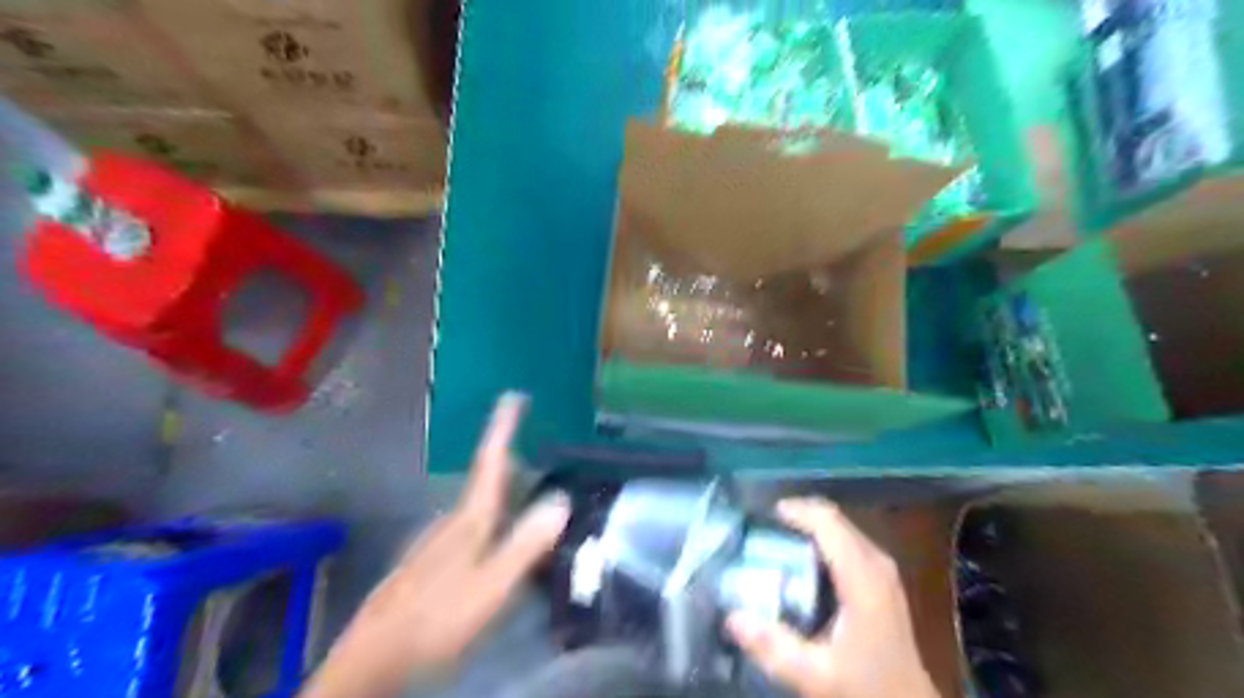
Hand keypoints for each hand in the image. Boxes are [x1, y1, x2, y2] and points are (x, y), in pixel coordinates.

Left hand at [303, 394, 570, 694]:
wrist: (375, 656)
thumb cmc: (437, 617)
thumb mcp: (492, 584)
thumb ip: (526, 543)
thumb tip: (562, 499)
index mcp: (471, 519)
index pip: (491, 462)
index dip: (502, 428)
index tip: (512, 396)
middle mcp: (452, 522)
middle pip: (484, 480)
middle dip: (506, 457)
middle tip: (529, 443)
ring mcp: (436, 542)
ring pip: (475, 505)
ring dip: (498, 489)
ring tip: (521, 487)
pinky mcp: (429, 562)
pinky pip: (467, 526)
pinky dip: (487, 517)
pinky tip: (492, 537)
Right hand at [726, 498, 937, 694]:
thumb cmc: (865, 687)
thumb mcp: (815, 675)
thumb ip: (773, 647)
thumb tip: (732, 617)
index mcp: (863, 578)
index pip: (828, 522)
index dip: (796, 510)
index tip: (763, 515)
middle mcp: (877, 563)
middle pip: (835, 519)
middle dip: (799, 516)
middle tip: (763, 530)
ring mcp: (883, 569)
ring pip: (842, 528)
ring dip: (810, 527)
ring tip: (776, 541)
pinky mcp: (883, 579)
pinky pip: (848, 542)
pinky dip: (822, 539)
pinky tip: (802, 560)